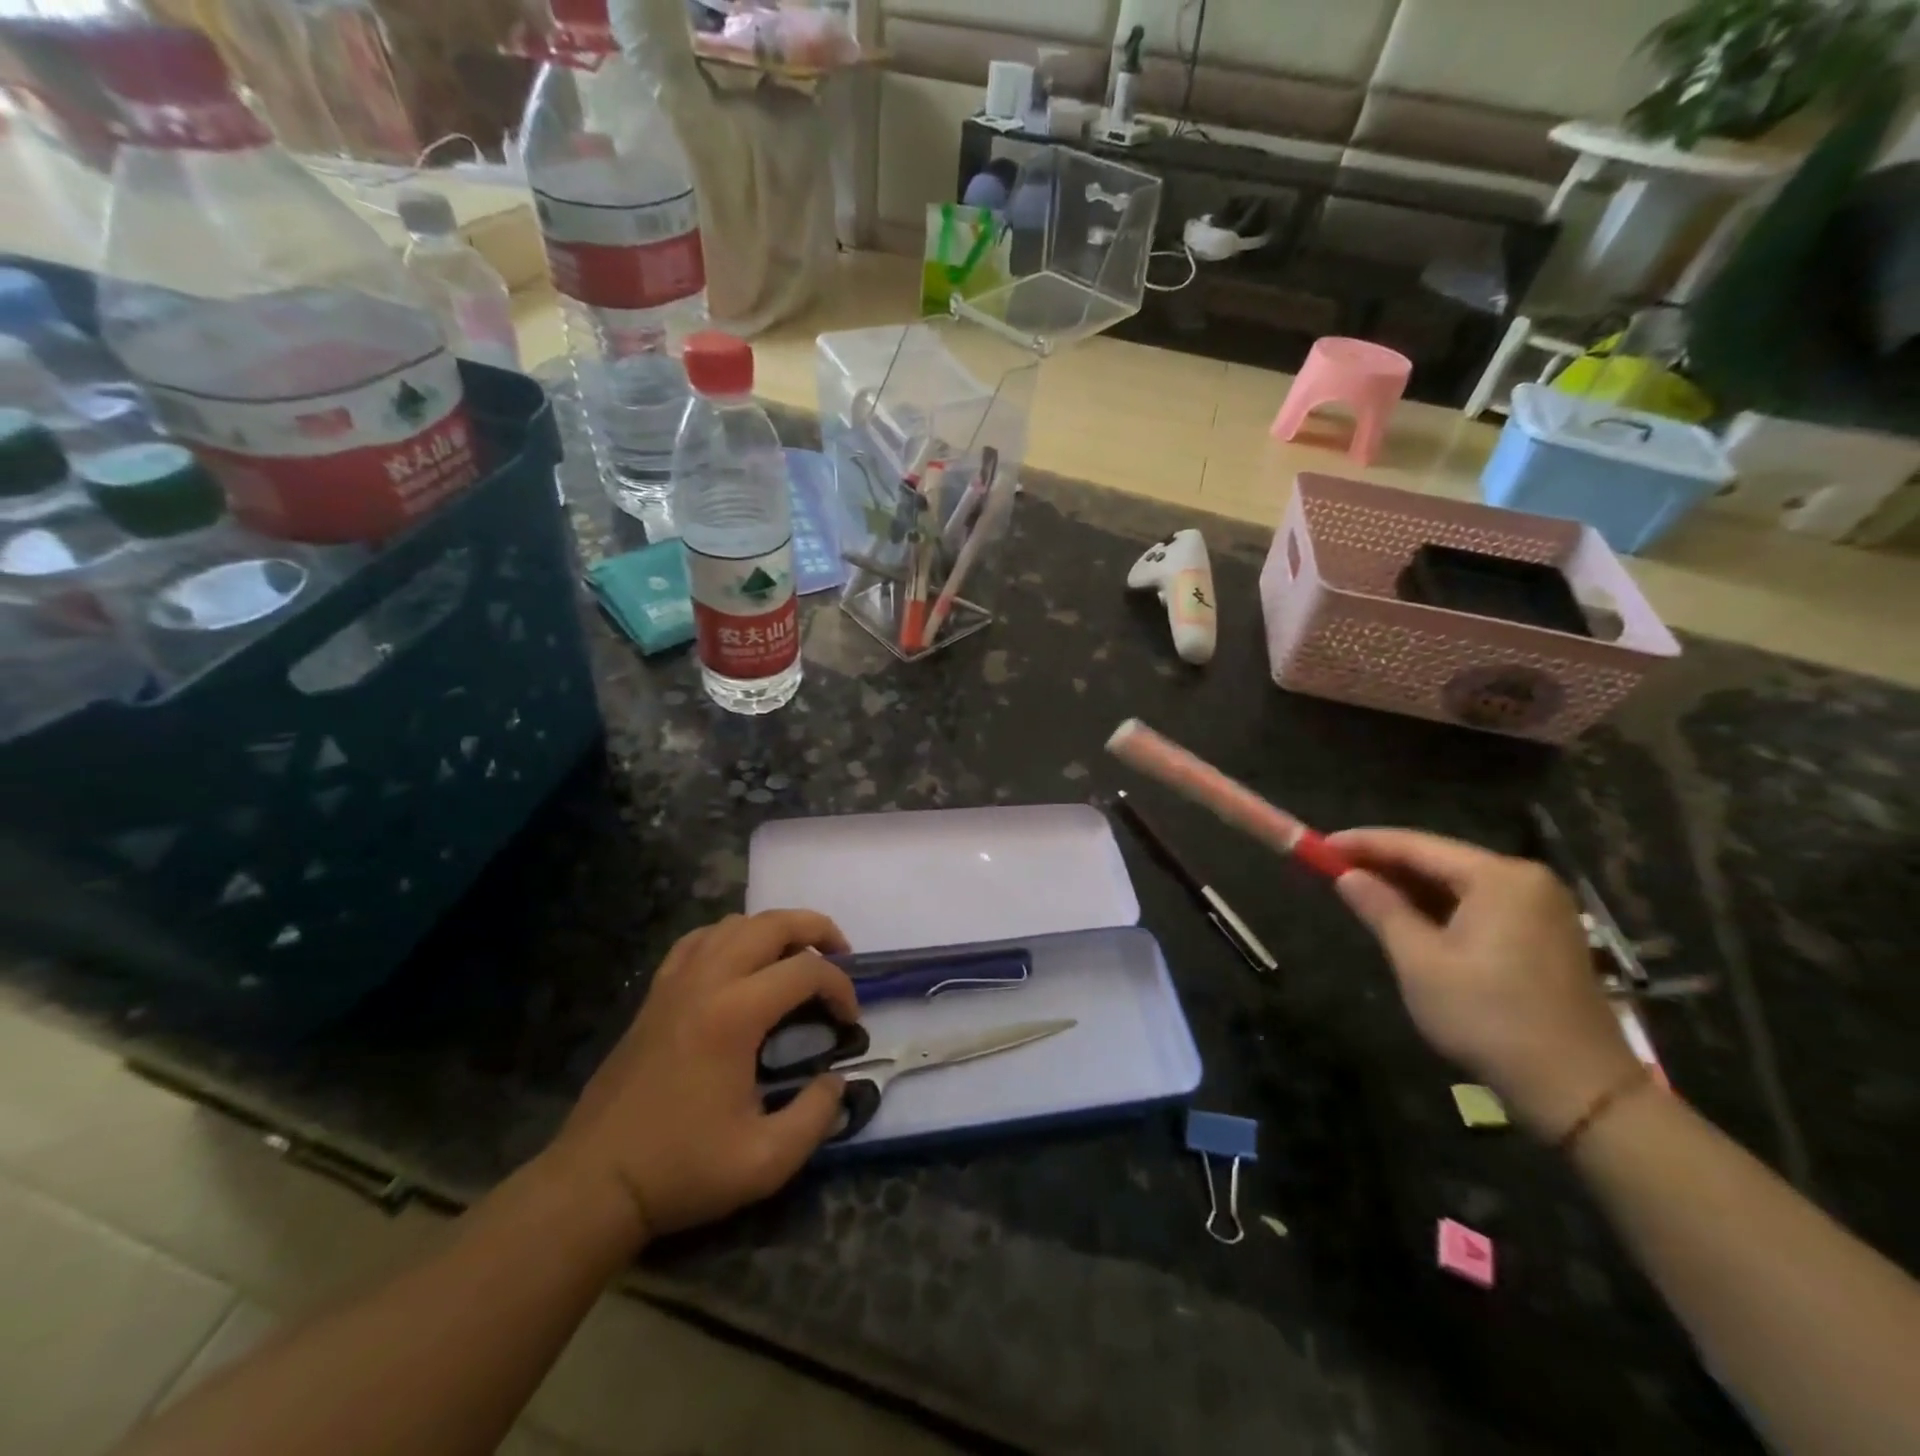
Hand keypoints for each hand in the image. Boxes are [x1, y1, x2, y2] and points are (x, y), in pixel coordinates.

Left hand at [547, 910, 856, 1245]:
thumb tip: (837, 1081)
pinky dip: (731, 936)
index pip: (805, 971)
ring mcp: (675, 982)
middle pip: (771, 924)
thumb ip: (816, 1116)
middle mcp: (706, 982)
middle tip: (841, 956)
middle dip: (816, 930)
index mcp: (734, 1014)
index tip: (850, 1020)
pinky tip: (741, 961)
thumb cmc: (681, 1170)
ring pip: (734, 923)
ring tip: (797, 957)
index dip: (840, 987)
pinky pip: (698, 940)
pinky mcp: (655, 994)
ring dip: (775, 929)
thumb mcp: (765, 1161)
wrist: (596, 1182)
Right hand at [1330, 828, 1641, 1140]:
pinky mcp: (1544, 934)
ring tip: (1360, 889)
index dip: (1363, 843)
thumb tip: (1347, 876)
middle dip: (1385, 864)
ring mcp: (1540, 907)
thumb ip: (1381, 909)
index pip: (1416, 845)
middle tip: (1334, 867)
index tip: (1321, 845)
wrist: (1578, 1090)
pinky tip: (1406, 915)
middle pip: (1439, 860)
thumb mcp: (1420, 961)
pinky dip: (1438, 907)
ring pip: (1457, 884)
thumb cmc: (1489, 1018)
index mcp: (1499, 878)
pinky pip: (1478, 905)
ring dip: (1409, 887)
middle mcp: (1525, 880)